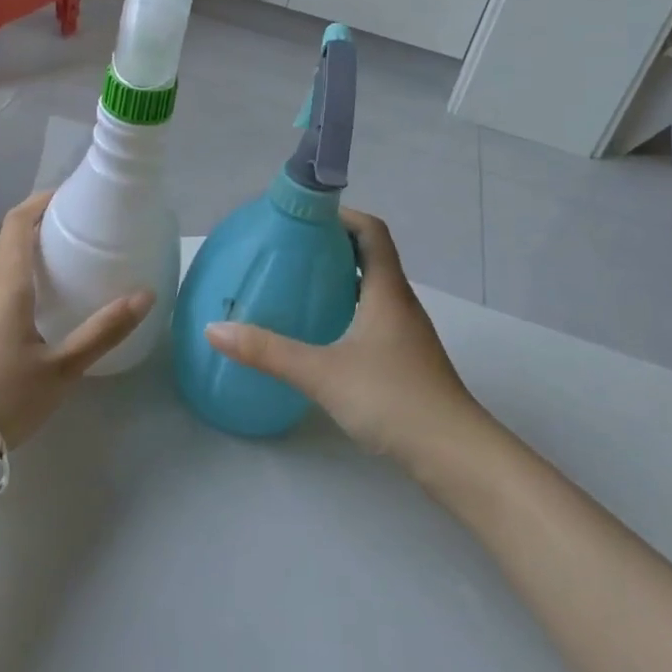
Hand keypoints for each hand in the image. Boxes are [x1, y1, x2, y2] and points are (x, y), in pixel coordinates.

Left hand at [0, 190, 153, 450]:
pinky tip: (36, 300)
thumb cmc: (2, 396)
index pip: (18, 222)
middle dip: (37, 220)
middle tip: (75, 224)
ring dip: (24, 246)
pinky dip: (15, 272)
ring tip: (61, 257)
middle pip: (6, 236)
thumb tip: (145, 295)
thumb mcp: (62, 368)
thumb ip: (103, 331)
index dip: (42, 200)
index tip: (71, 194)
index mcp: (7, 283)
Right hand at [206, 208, 483, 464]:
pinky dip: (346, 310)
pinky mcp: (405, 360)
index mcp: (387, 290)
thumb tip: (215, 329)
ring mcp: (405, 333)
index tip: (303, 216)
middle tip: (288, 249)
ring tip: (296, 285)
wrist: (456, 457)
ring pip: (371, 289)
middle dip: (331, 246)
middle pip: (370, 256)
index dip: (342, 215)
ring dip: (339, 279)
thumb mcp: (322, 373)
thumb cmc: (394, 400)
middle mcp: (399, 303)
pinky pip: (372, 317)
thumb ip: (268, 352)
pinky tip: (320, 333)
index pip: (372, 231)